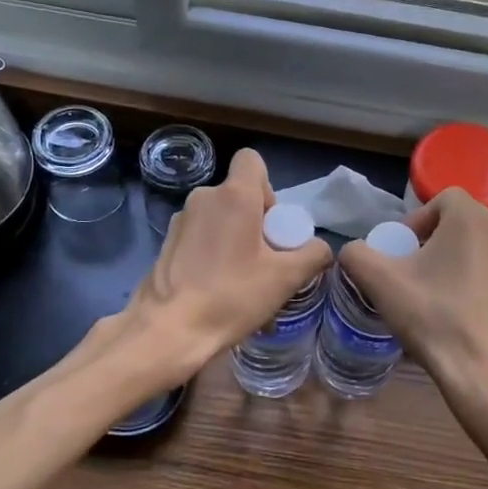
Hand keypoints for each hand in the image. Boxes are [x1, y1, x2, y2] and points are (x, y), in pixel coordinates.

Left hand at [120, 147, 331, 385]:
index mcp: (234, 196)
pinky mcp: (167, 242)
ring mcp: (181, 219)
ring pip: (219, 216)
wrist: (169, 328)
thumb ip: (313, 255)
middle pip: (238, 193)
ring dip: (234, 236)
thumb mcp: (286, 278)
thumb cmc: (232, 296)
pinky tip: (217, 286)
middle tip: (265, 258)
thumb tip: (320, 248)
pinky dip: (213, 251)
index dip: (268, 186)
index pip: (251, 160)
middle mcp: (204, 197)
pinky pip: (201, 235)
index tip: (272, 224)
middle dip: (255, 219)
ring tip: (242, 278)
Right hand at [339, 189, 487, 446]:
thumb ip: (356, 255)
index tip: (401, 252)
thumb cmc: (433, 317)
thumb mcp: (379, 282)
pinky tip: (459, 320)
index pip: (443, 198)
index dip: (417, 220)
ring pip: (477, 254)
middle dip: (432, 244)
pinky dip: (474, 290)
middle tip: (411, 275)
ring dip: (453, 267)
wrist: (485, 374)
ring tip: (433, 300)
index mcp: (470, 220)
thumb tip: (354, 252)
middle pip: (459, 226)